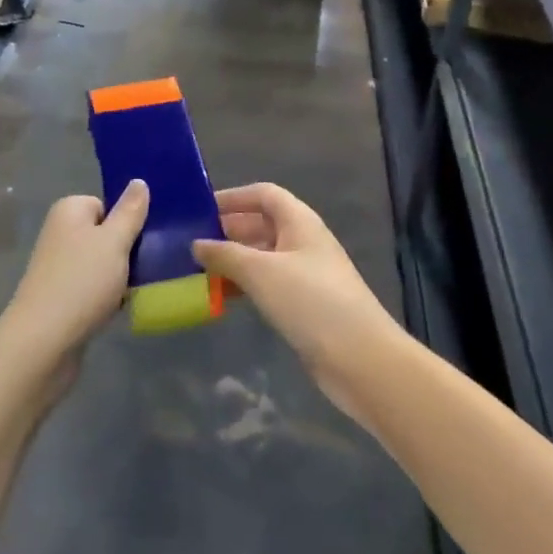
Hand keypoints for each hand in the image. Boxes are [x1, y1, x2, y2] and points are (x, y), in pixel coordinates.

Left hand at [1, 181, 149, 366]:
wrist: (43, 341)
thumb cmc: (82, 281)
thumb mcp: (115, 241)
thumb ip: (130, 211)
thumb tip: (139, 181)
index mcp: (69, 211)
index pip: (107, 204)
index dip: (127, 222)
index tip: (143, 241)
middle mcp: (60, 233)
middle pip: (105, 233)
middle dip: (126, 250)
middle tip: (148, 266)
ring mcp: (59, 267)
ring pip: (102, 263)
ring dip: (120, 276)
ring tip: (136, 290)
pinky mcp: (61, 297)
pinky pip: (94, 288)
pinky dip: (108, 296)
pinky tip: (121, 309)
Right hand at [193, 183, 404, 423]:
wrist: (361, 359)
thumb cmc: (311, 301)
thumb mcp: (261, 272)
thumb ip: (225, 254)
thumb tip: (196, 244)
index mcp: (300, 221)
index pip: (264, 194)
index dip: (233, 197)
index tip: (200, 210)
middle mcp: (304, 241)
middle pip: (262, 224)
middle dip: (228, 231)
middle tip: (191, 244)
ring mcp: (306, 273)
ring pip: (263, 256)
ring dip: (234, 261)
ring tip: (199, 271)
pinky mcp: (305, 303)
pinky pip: (269, 283)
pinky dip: (246, 285)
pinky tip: (223, 297)